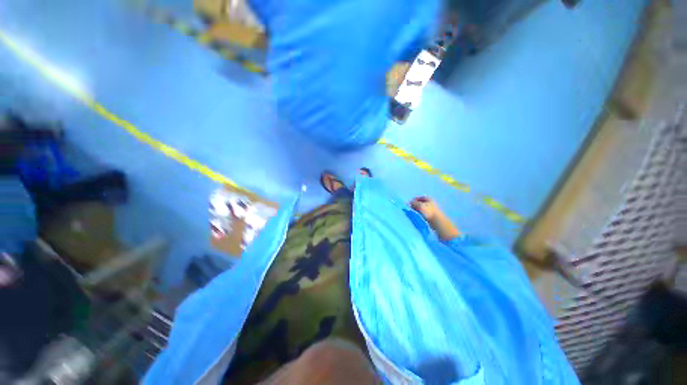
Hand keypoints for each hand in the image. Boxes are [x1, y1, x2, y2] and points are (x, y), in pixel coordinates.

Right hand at [410, 196, 460, 240]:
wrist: (437, 221)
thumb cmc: (429, 211)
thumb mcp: (420, 205)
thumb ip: (414, 203)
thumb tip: (409, 202)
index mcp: (429, 199)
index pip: (420, 197)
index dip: (415, 199)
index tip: (410, 202)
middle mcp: (430, 203)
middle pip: (421, 202)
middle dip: (415, 204)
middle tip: (410, 207)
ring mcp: (431, 209)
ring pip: (422, 208)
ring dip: (417, 209)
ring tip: (413, 211)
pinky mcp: (430, 215)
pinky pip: (423, 212)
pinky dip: (419, 212)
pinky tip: (417, 215)